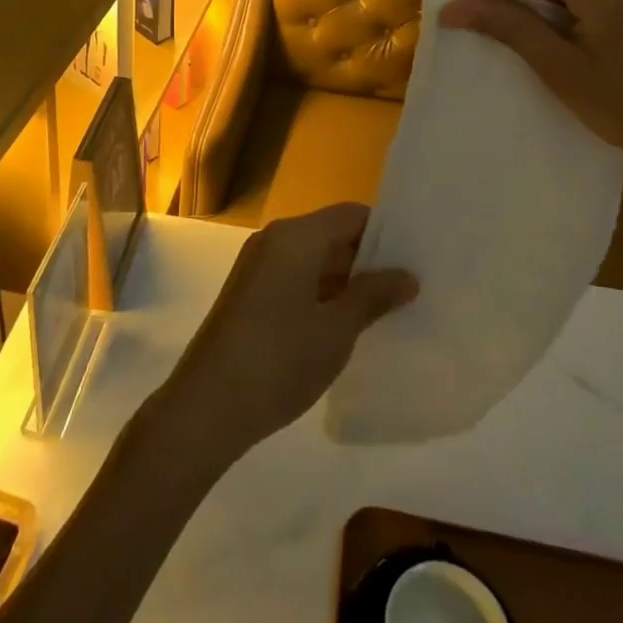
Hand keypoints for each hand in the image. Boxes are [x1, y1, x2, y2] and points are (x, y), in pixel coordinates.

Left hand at [159, 205, 416, 459]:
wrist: (206, 406)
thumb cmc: (278, 360)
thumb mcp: (336, 330)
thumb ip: (373, 296)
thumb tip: (407, 276)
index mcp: (295, 236)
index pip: (352, 215)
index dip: (386, 234)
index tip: (417, 258)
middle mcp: (274, 240)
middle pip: (332, 234)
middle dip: (369, 260)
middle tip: (410, 287)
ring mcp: (258, 267)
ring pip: (314, 259)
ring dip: (346, 280)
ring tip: (387, 308)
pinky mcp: (249, 294)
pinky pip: (295, 278)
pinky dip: (322, 293)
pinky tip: (346, 324)